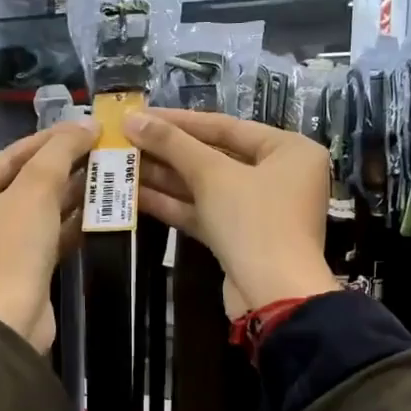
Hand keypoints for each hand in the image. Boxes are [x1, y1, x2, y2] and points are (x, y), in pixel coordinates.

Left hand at [0, 121, 96, 350]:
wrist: (10, 321)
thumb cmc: (12, 248)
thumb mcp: (36, 190)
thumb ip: (60, 152)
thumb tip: (86, 124)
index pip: (11, 155)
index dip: (51, 139)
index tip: (87, 127)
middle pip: (25, 181)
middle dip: (64, 167)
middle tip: (101, 149)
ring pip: (38, 209)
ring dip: (71, 193)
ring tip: (106, 173)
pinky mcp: (18, 268)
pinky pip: (45, 235)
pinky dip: (69, 222)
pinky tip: (99, 208)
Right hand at [123, 108, 337, 316]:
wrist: (273, 296)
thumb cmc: (254, 221)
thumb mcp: (212, 175)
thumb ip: (173, 144)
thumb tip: (133, 119)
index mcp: (289, 151)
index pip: (226, 126)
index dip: (179, 121)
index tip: (140, 114)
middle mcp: (279, 176)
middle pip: (214, 156)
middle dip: (168, 151)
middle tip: (125, 140)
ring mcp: (259, 209)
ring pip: (206, 186)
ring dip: (164, 177)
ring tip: (122, 164)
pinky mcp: (239, 237)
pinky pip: (204, 212)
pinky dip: (173, 204)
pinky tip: (135, 194)